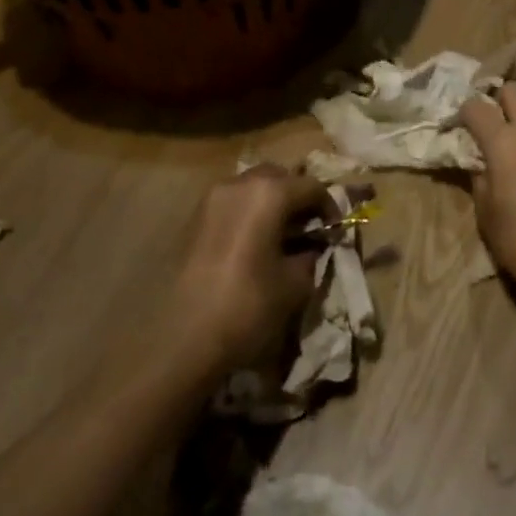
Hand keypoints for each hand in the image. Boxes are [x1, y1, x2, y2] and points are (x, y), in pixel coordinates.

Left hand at [167, 166, 329, 370]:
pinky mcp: (193, 219)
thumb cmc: (248, 305)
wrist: (181, 338)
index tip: (334, 232)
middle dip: (296, 196)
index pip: (312, 187)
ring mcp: (212, 199)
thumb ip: (309, 256)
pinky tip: (252, 245)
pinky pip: (231, 204)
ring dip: (270, 203)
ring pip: (251, 187)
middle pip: (278, 177)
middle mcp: (239, 184)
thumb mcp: (295, 284)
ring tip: (279, 236)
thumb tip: (310, 248)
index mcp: (269, 193)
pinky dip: (247, 214)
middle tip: (307, 227)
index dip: (329, 207)